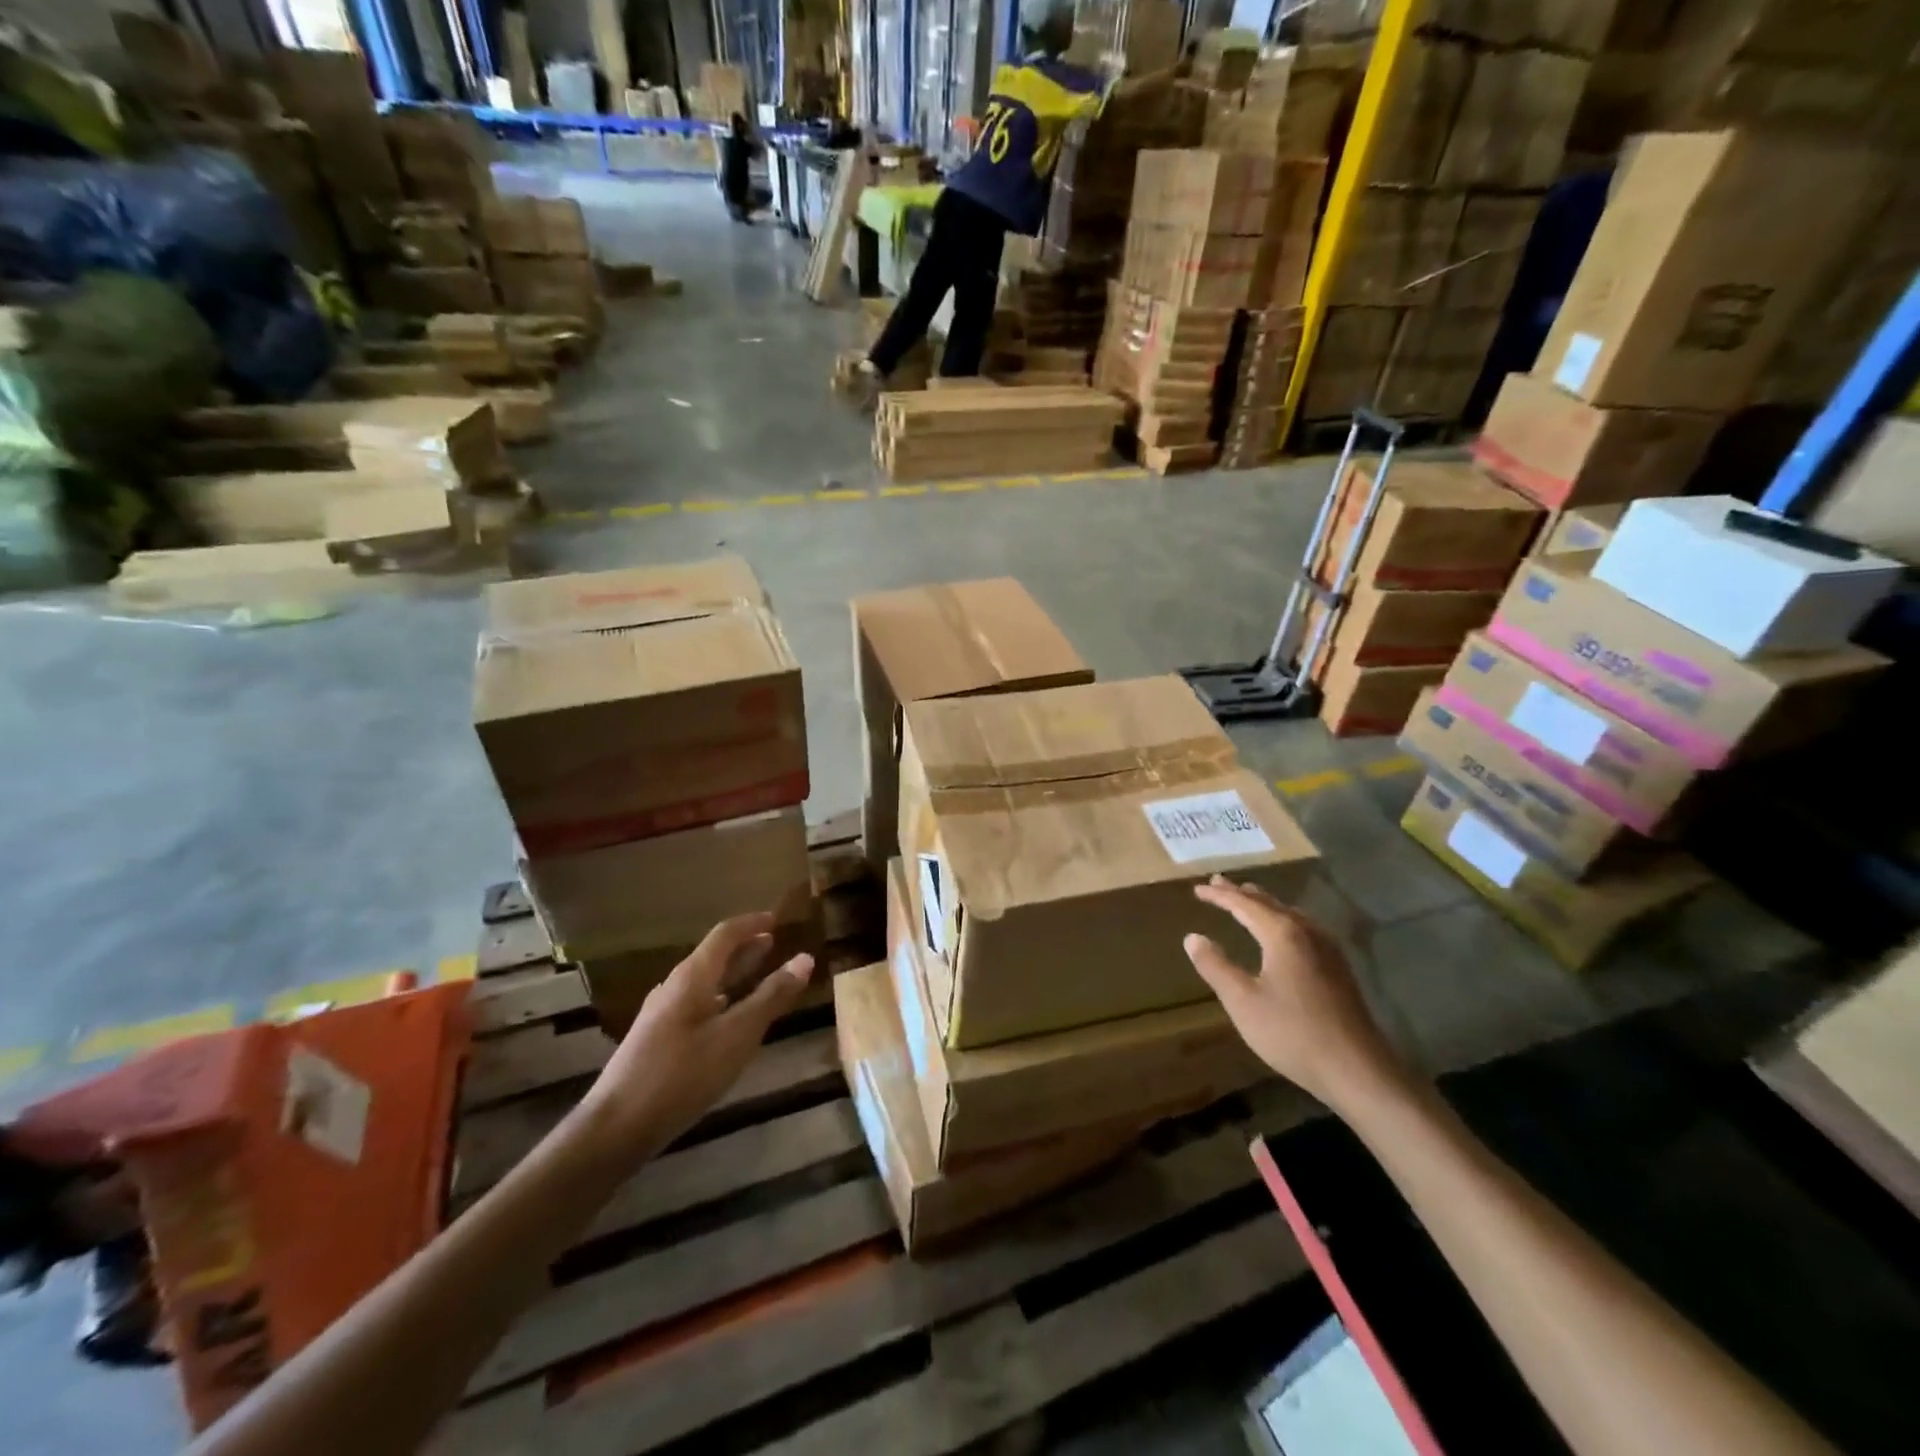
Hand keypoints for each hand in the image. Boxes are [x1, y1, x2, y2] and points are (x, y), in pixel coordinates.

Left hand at [576, 913, 813, 1163]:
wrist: (616, 1128)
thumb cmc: (682, 1074)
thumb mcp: (737, 1035)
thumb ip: (771, 997)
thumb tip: (805, 958)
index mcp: (692, 977)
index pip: (725, 934)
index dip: (752, 924)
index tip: (777, 919)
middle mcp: (674, 987)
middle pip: (713, 956)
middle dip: (744, 948)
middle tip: (773, 943)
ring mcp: (662, 1014)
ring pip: (704, 982)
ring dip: (732, 974)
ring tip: (757, 976)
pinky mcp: (657, 1040)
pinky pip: (696, 1004)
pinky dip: (720, 998)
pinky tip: (728, 1019)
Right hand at [1184, 876, 1408, 1112]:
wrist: (1357, 1070)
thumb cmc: (1292, 1033)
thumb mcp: (1242, 1001)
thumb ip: (1215, 966)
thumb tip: (1193, 938)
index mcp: (1283, 934)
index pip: (1244, 904)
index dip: (1219, 896)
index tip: (1198, 889)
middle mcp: (1307, 932)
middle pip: (1270, 903)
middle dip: (1242, 893)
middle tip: (1219, 883)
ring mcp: (1328, 949)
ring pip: (1290, 914)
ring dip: (1264, 905)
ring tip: (1248, 899)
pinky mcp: (1339, 968)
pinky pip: (1304, 928)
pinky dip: (1283, 919)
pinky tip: (1283, 932)